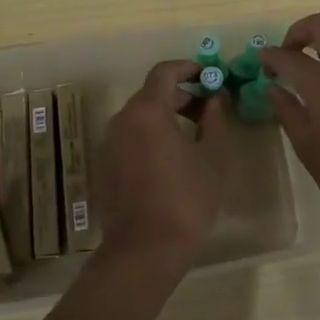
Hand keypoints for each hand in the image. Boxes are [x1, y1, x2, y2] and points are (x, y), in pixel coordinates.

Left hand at [95, 60, 233, 280]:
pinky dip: (150, 137)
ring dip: (166, 117)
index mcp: (147, 111)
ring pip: (139, 117)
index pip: (164, 72)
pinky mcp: (104, 167)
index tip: (209, 76)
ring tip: (194, 136)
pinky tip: (171, 160)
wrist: (143, 252)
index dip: (188, 68)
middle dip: (181, 95)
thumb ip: (216, 119)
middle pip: (151, 94)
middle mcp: (121, 120)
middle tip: (209, 110)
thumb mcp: (213, 157)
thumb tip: (215, 98)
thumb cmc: (186, 199)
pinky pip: (130, 139)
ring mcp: (109, 145)